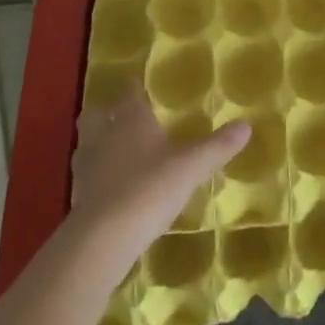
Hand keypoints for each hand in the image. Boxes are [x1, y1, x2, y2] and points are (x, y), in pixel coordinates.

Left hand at [69, 91, 248, 254]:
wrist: (103, 239)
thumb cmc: (149, 188)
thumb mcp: (191, 167)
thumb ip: (217, 147)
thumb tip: (246, 126)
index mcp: (130, 120)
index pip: (128, 93)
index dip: (132, 88)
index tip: (137, 86)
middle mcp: (103, 136)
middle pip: (95, 115)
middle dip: (105, 112)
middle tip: (120, 116)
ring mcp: (86, 167)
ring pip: (86, 145)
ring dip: (97, 144)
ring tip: (114, 151)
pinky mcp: (78, 198)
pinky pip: (85, 177)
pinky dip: (96, 177)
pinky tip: (111, 188)